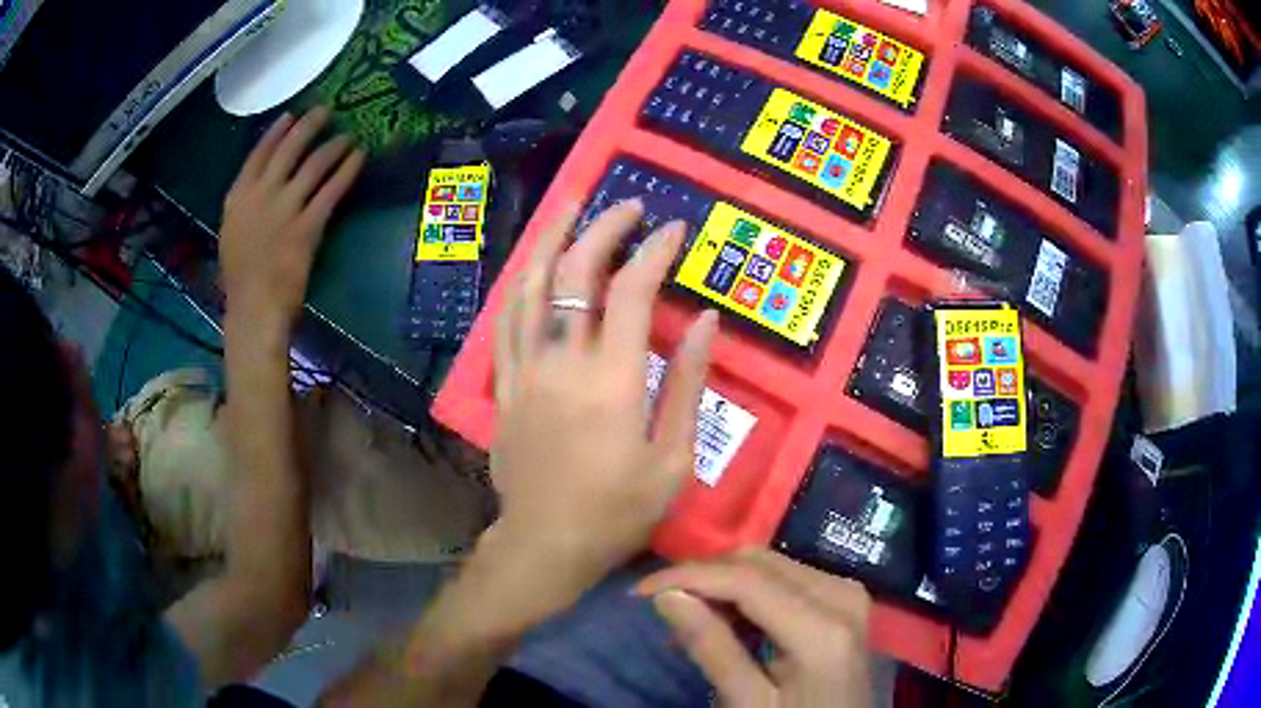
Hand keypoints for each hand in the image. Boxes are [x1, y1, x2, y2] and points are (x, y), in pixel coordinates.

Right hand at [220, 108, 364, 336]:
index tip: (291, 114)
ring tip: (348, 135)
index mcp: (238, 198)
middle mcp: (260, 195)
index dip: (277, 131)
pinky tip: (358, 157)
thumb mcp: (232, 233)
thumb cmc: (240, 277)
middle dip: (309, 125)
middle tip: (326, 110)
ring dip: (333, 145)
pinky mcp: (307, 226)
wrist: (254, 307)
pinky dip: (347, 170)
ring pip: (313, 165)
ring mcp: (284, 209)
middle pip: (288, 150)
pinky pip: (331, 190)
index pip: (258, 154)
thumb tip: (261, 183)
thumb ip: (245, 206)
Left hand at [490, 199, 718, 606]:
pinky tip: (532, 263)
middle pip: (575, 272)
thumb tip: (704, 321)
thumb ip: (687, 384)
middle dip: (603, 228)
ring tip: (570, 205)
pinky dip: (521, 282)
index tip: (674, 230)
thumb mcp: (672, 459)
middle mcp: (562, 362)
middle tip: (627, 205)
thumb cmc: (618, 511)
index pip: (631, 291)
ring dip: (551, 238)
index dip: (655, 251)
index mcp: (612, 381)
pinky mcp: (505, 383)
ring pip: (530, 285)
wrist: (546, 543)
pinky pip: (506, 318)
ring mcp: (525, 369)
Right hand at [638, 549, 872, 707]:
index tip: (640, 591)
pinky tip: (727, 621)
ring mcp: (847, 592)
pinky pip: (787, 577)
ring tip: (691, 621)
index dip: (688, 576)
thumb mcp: (749, 704)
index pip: (746, 578)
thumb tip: (666, 595)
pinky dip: (749, 592)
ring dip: (724, 584)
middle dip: (705, 578)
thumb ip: (713, 649)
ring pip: (770, 564)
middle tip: (664, 609)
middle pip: (760, 562)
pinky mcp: (844, 597)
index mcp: (823, 628)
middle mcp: (842, 593)